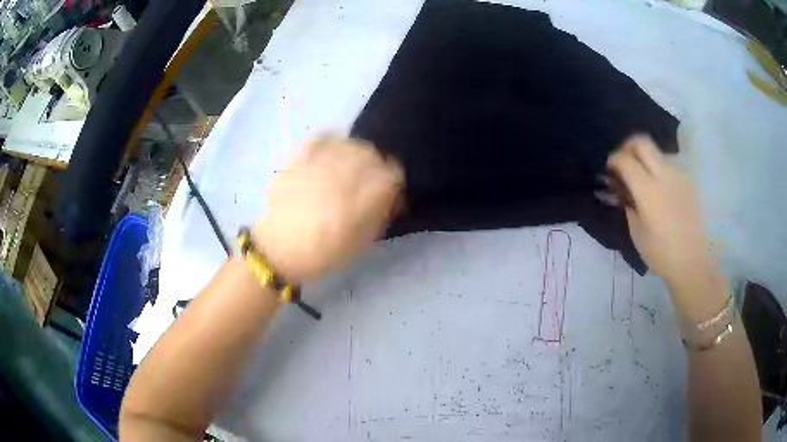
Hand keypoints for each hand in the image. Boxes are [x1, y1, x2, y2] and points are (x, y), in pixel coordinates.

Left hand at [253, 135, 403, 283]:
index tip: (388, 197)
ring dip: (357, 155)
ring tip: (348, 169)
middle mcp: (348, 171)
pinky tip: (331, 156)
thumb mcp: (362, 241)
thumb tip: (390, 196)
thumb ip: (380, 213)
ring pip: (352, 144)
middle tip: (367, 183)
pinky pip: (325, 138)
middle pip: (373, 154)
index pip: (393, 173)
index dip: (393, 185)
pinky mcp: (302, 157)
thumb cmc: (323, 252)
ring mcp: (323, 161)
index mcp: (365, 195)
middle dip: (376, 168)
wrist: (279, 249)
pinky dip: (333, 143)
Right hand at [607, 135, 715, 286]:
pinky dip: (660, 168)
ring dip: (646, 157)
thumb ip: (629, 206)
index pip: (625, 159)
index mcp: (648, 190)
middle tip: (624, 161)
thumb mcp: (638, 233)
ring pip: (658, 151)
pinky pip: (670, 164)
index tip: (609, 168)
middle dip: (628, 147)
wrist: (694, 263)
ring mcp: (679, 175)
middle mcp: (664, 174)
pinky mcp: (689, 181)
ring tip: (643, 175)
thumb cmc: (662, 254)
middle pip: (642, 142)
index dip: (613, 159)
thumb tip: (623, 191)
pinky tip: (660, 186)